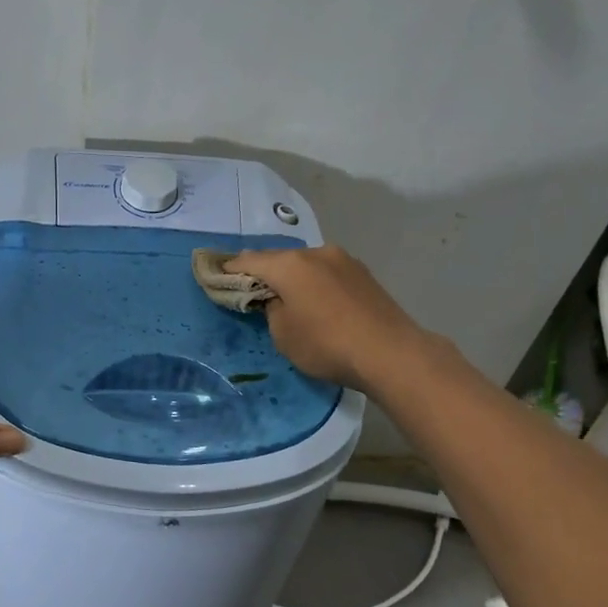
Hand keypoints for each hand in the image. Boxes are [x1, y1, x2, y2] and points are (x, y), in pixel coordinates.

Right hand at [224, 244, 442, 391]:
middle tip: (251, 290)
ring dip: (292, 277)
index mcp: (290, 265)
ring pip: (306, 264)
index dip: (229, 270)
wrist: (391, 353)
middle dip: (263, 272)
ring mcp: (344, 260)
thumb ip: (271, 309)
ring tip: (286, 297)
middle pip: (279, 259)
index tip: (216, 277)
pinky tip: (316, 301)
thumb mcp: (283, 334)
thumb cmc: (327, 345)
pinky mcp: (363, 273)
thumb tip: (278, 299)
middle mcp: (316, 253)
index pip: (248, 261)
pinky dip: (314, 283)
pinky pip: (327, 273)